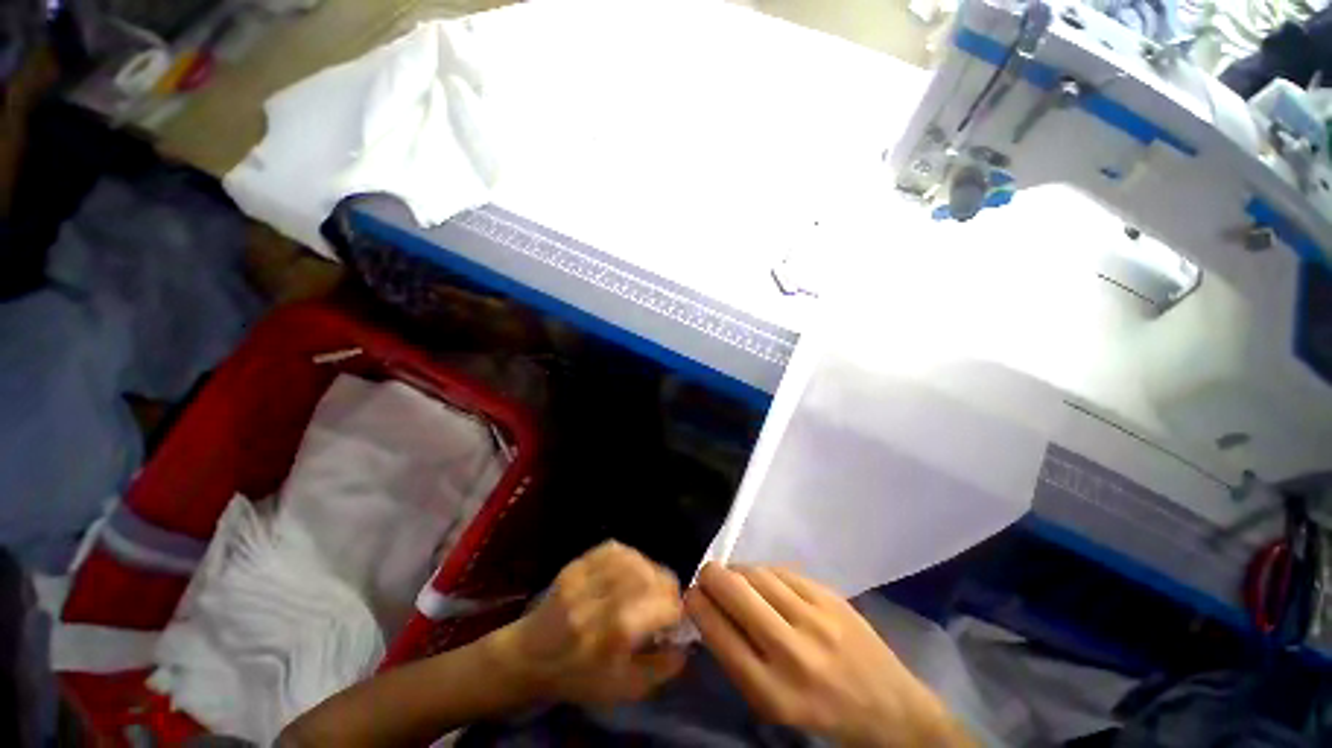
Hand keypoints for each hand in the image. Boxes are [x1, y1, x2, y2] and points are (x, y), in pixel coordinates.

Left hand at [484, 541, 686, 705]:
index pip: (663, 606)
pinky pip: (614, 549)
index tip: (675, 619)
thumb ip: (660, 669)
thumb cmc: (578, 677)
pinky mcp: (576, 565)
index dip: (676, 610)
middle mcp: (601, 601)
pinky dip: (631, 556)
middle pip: (650, 576)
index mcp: (613, 635)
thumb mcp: (622, 689)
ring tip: (650, 584)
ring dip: (651, 569)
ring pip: (634, 559)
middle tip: (666, 599)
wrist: (529, 657)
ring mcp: (586, 579)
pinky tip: (632, 570)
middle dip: (667, 586)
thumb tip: (685, 644)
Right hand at [686, 563, 972, 747]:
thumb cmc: (821, 712)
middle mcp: (793, 651)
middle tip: (706, 577)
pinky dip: (763, 572)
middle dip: (710, 576)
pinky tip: (763, 581)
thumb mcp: (772, 705)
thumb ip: (737, 659)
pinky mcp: (829, 596)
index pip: (718, 632)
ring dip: (737, 572)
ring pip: (756, 573)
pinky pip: (781, 571)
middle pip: (735, 591)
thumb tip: (707, 610)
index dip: (697, 604)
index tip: (690, 594)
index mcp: (772, 691)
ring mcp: (815, 618)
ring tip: (735, 579)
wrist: (889, 707)